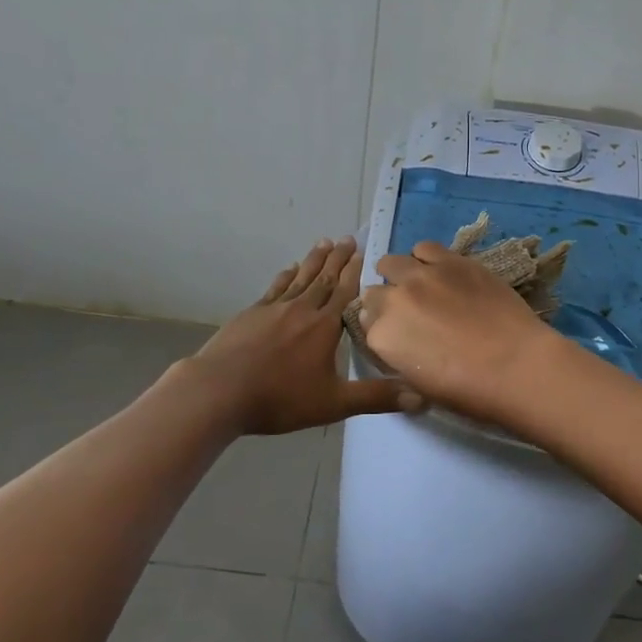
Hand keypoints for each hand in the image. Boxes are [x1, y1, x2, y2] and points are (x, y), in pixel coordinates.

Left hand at [188, 238, 420, 435]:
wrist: (219, 391)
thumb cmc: (280, 398)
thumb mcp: (334, 403)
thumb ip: (376, 398)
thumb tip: (422, 398)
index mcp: (325, 327)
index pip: (346, 292)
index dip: (356, 272)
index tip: (364, 251)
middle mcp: (302, 309)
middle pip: (324, 278)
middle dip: (338, 258)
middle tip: (348, 238)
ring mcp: (274, 309)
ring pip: (300, 278)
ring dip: (314, 260)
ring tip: (323, 242)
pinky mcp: (251, 314)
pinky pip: (275, 288)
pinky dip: (285, 276)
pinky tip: (289, 269)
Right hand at [358, 241, 564, 423]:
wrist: (516, 364)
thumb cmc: (468, 390)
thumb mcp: (419, 384)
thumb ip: (398, 356)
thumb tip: (398, 339)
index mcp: (382, 336)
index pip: (366, 324)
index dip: (381, 328)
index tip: (397, 334)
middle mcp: (394, 300)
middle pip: (374, 292)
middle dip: (386, 301)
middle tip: (410, 313)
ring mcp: (422, 275)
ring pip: (392, 263)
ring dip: (400, 274)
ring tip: (419, 285)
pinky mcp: (451, 260)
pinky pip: (425, 248)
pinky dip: (425, 259)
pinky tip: (440, 270)